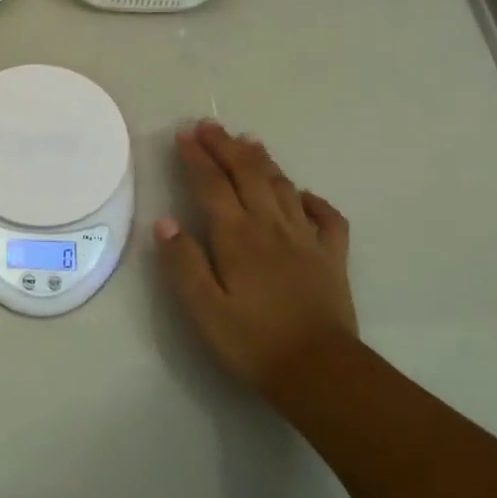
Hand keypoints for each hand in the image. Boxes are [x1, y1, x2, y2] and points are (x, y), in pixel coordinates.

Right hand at [154, 121, 356, 402]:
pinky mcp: (332, 257)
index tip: (184, 135)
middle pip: (247, 175)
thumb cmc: (252, 342)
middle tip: (210, 126)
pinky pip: (326, 218)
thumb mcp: (204, 309)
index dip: (197, 157)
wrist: (320, 371)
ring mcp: (306, 239)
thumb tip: (165, 222)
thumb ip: (183, 263)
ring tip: (249, 142)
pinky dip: (312, 200)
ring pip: (283, 187)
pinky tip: (302, 195)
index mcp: (237, 237)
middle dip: (226, 147)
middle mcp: (271, 227)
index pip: (212, 185)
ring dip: (263, 161)